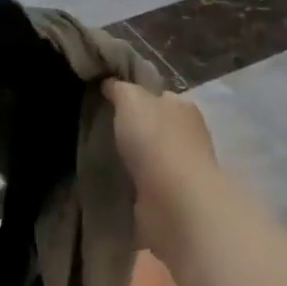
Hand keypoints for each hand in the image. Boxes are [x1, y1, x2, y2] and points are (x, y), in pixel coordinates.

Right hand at [102, 80, 221, 255]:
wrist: (175, 203)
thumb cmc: (155, 141)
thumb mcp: (131, 100)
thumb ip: (120, 89)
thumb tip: (110, 83)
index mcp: (182, 107)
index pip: (157, 95)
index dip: (135, 96)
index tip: (108, 102)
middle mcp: (187, 136)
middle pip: (155, 126)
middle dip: (133, 130)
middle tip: (99, 131)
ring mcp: (181, 170)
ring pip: (151, 157)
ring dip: (133, 160)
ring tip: (100, 159)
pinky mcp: (172, 200)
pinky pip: (146, 185)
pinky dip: (133, 185)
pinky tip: (113, 184)